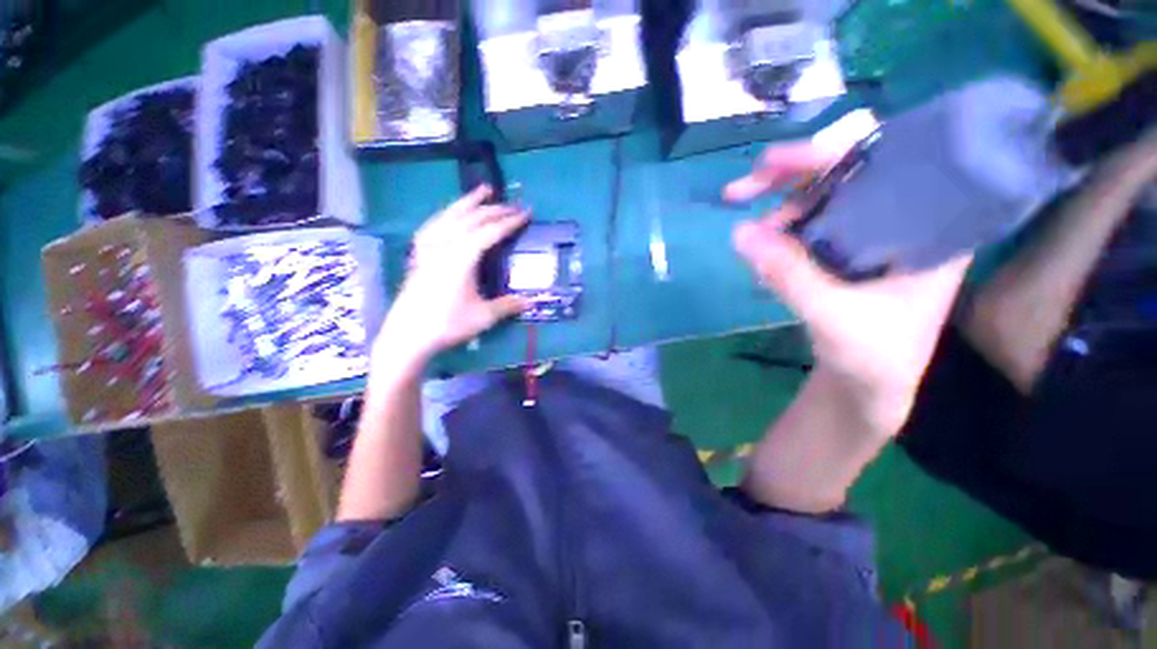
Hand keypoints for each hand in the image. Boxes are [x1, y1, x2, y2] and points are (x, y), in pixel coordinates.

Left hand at [377, 186, 527, 364]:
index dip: (510, 222)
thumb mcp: (483, 316)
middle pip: (473, 219)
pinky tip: (450, 215)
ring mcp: (429, 247)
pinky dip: (446, 216)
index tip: (526, 213)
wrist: (407, 335)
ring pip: (451, 215)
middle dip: (495, 210)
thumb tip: (530, 302)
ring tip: (483, 191)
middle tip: (514, 205)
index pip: (491, 232)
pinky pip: (434, 226)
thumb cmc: (447, 324)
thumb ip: (508, 306)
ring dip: (469, 202)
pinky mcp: (419, 254)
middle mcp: (445, 245)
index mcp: (463, 257)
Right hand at [726, 142, 969, 431]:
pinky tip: (762, 245)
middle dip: (790, 176)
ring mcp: (873, 232)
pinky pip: (812, 223)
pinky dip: (781, 229)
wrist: (872, 385)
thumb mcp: (832, 316)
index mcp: (931, 225)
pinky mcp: (848, 249)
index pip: (886, 161)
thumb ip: (788, 274)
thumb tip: (738, 232)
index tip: (775, 161)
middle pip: (848, 172)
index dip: (829, 152)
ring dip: (779, 205)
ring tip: (750, 233)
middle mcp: (904, 217)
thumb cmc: (874, 356)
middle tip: (740, 190)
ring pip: (824, 197)